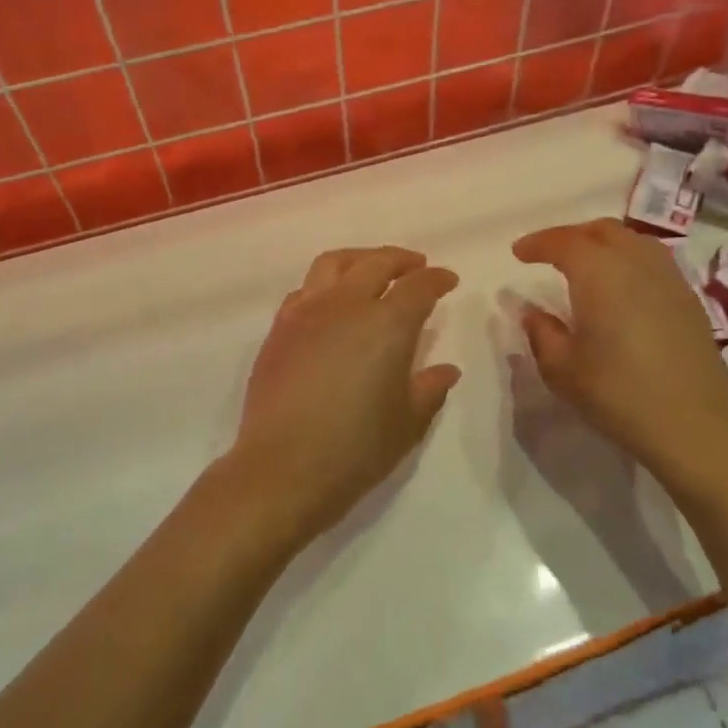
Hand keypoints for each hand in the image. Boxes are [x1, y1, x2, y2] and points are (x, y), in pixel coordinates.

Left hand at [227, 246, 460, 550]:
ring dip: (361, 259)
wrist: (283, 467)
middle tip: (417, 267)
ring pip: (335, 263)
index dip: (437, 280)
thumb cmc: (356, 448)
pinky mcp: (279, 327)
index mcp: (387, 323)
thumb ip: (430, 388)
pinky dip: (327, 284)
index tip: (448, 280)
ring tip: (372, 269)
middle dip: (402, 260)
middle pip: (377, 263)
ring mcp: (307, 311)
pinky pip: (306, 288)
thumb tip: (446, 370)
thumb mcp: (408, 422)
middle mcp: (346, 304)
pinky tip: (332, 302)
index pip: (419, 286)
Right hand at [513, 219, 727, 487]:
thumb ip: (542, 333)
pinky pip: (652, 260)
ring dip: (603, 244)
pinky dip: (628, 260)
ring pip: (632, 240)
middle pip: (602, 231)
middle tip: (550, 254)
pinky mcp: (689, 299)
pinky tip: (621, 288)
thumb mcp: (562, 369)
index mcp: (599, 272)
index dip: (538, 243)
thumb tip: (532, 312)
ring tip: (585, 266)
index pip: (563, 242)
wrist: (696, 425)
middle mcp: (635, 262)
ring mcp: (668, 278)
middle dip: (571, 236)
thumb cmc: (619, 394)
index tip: (518, 253)